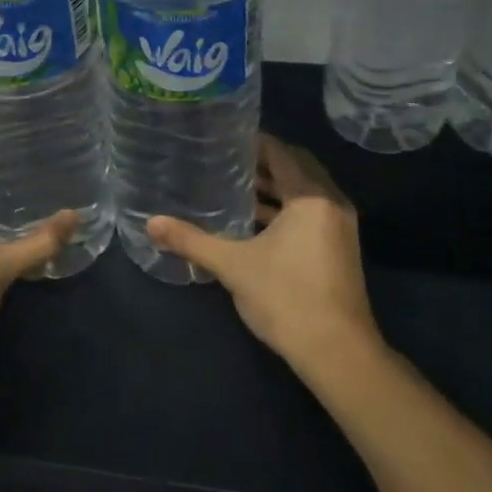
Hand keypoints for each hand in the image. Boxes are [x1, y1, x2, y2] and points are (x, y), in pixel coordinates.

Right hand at [148, 134, 381, 375]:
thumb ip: (192, 241)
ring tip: (235, 187)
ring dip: (275, 188)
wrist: (338, 353)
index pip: (281, 153)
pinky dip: (286, 210)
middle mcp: (331, 203)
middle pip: (297, 168)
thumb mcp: (233, 266)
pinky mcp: (340, 249)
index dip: (254, 143)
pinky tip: (256, 223)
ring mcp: (340, 227)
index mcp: (311, 196)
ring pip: (305, 193)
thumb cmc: (287, 298)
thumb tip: (151, 223)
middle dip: (264, 163)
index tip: (224, 139)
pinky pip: (311, 213)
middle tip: (227, 160)